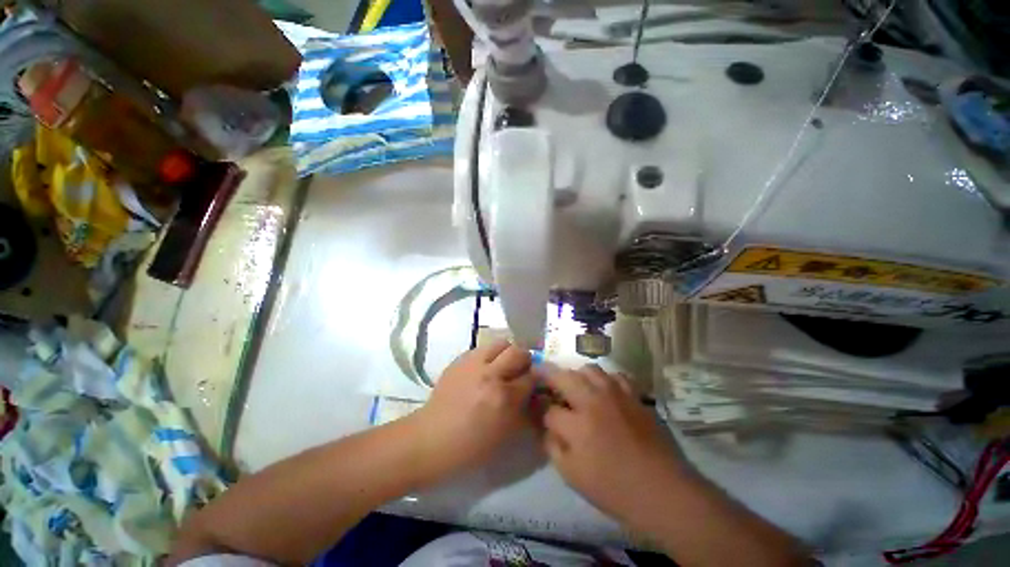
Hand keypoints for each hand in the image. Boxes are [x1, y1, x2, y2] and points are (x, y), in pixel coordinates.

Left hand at [412, 339, 535, 478]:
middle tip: (520, 371)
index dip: (535, 380)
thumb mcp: (505, 435)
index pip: (531, 377)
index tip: (533, 385)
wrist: (431, 438)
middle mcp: (491, 375)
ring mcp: (473, 364)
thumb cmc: (470, 446)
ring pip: (501, 343)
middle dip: (524, 360)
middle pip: (518, 352)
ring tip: (503, 365)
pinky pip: (482, 348)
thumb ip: (523, 411)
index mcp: (503, 398)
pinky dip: (490, 354)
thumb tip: (534, 394)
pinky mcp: (460, 359)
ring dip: (507, 352)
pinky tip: (484, 368)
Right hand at [542, 366, 684, 523]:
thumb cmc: (615, 489)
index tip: (539, 412)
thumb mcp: (573, 476)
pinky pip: (614, 375)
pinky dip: (604, 379)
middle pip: (564, 376)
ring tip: (575, 386)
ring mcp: (616, 395)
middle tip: (544, 379)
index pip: (549, 409)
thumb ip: (552, 447)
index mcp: (578, 425)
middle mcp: (594, 401)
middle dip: (549, 377)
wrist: (663, 491)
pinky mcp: (634, 395)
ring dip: (577, 375)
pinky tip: (603, 391)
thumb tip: (545, 427)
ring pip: (589, 369)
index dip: (541, 412)